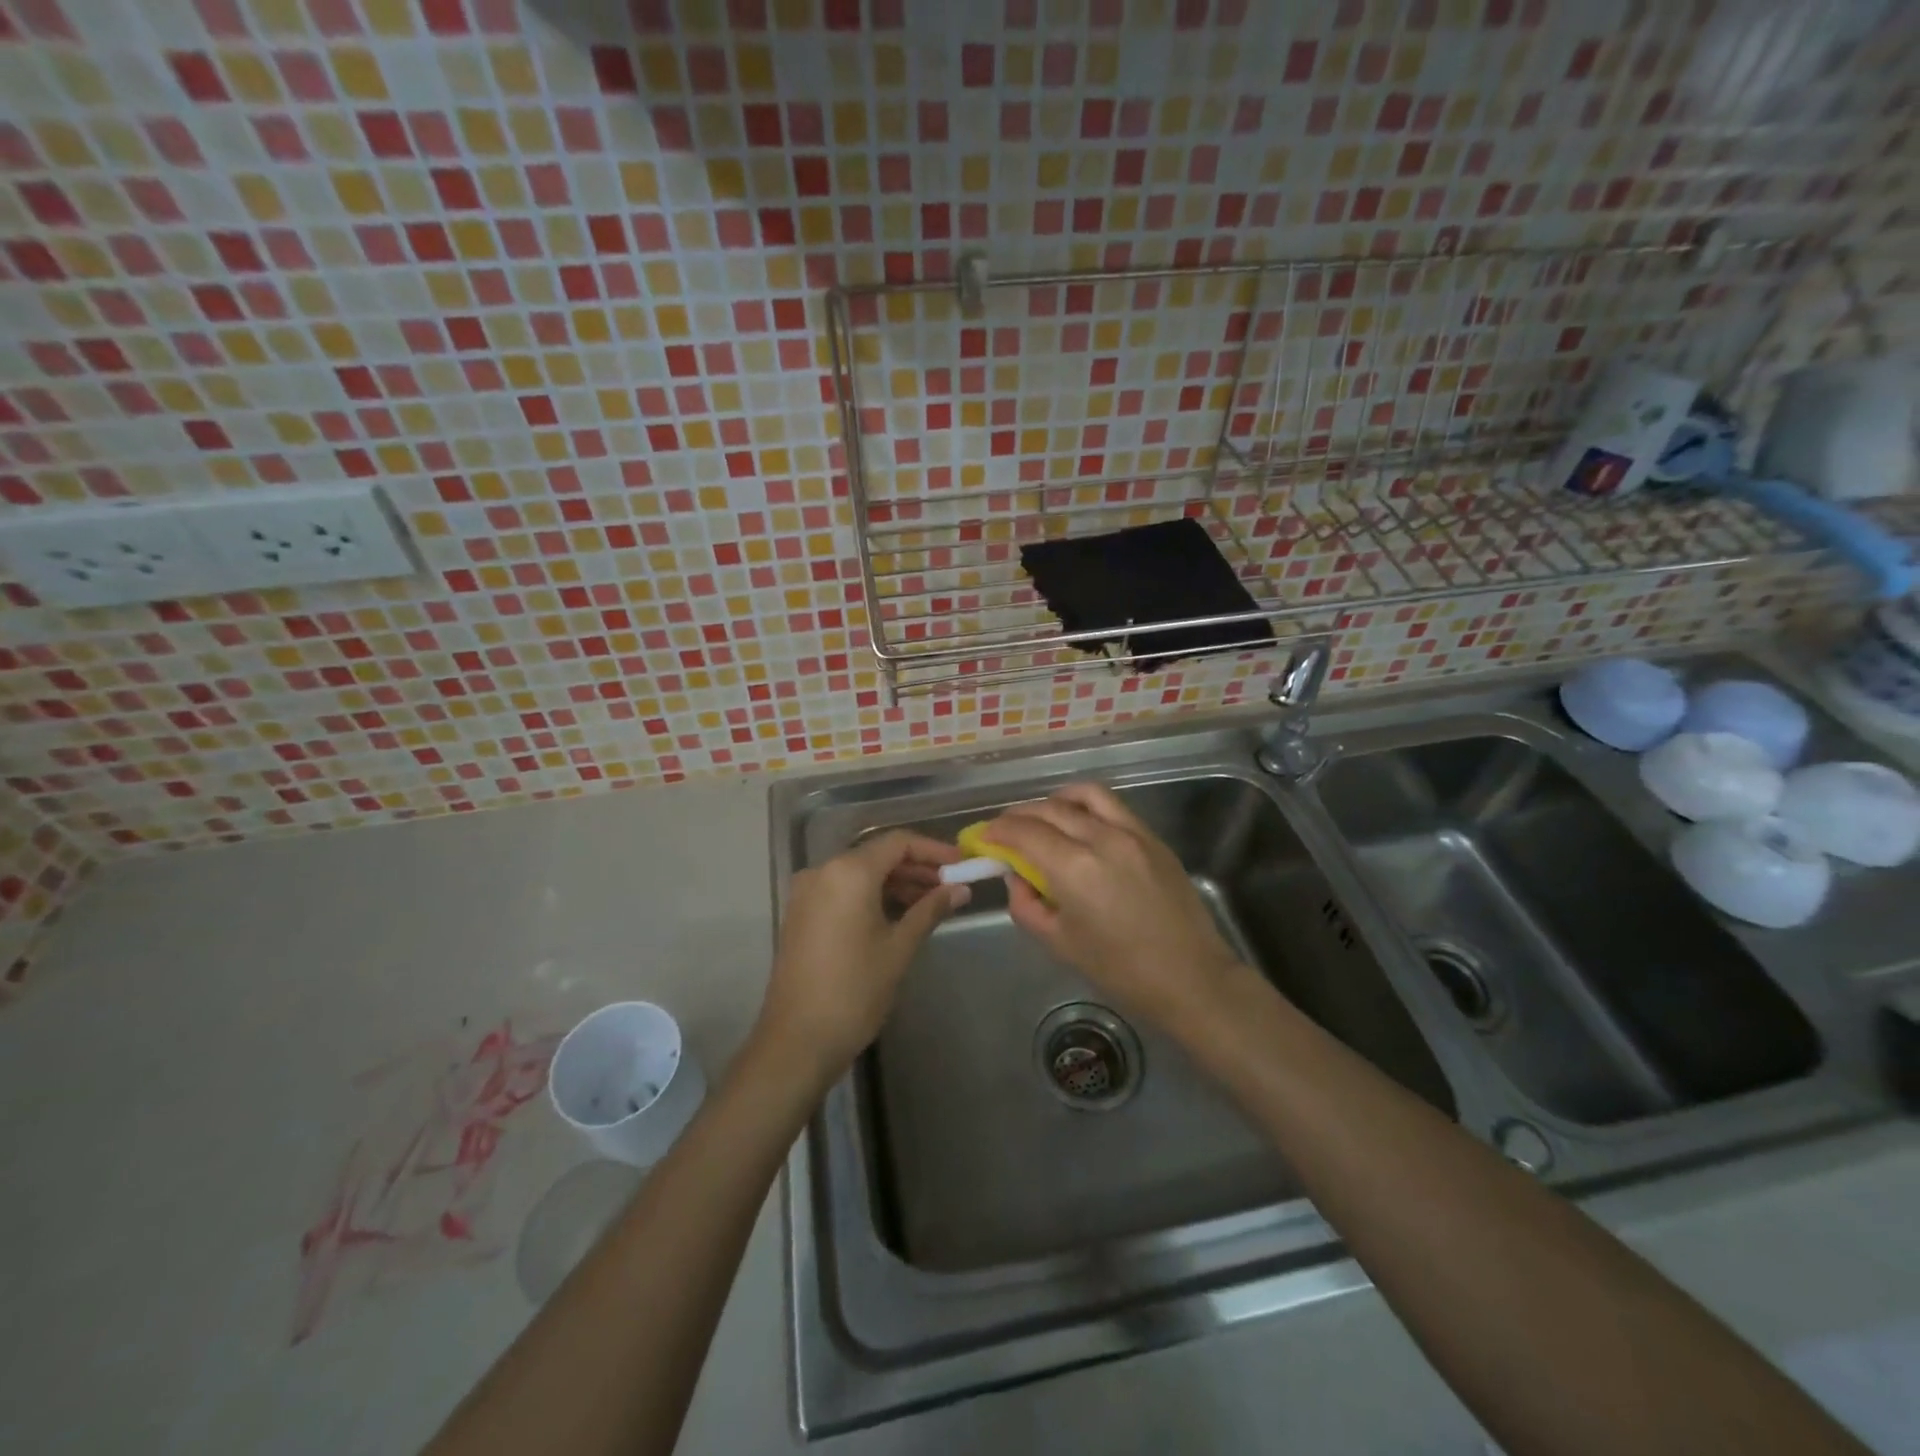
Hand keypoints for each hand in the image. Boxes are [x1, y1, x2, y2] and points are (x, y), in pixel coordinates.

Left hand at [758, 831, 966, 1072]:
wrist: (797, 1041)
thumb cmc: (855, 990)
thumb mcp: (899, 948)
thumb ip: (930, 909)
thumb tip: (961, 889)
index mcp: (849, 872)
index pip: (898, 842)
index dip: (933, 850)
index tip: (962, 865)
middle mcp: (823, 871)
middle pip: (877, 854)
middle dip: (916, 867)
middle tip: (950, 886)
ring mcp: (807, 892)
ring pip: (860, 873)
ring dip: (895, 882)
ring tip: (930, 902)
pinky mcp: (801, 913)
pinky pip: (842, 889)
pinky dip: (871, 894)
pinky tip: (897, 914)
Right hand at [983, 784, 1250, 1028]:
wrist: (1191, 978)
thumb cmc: (1120, 970)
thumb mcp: (1059, 942)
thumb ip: (1026, 904)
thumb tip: (1016, 876)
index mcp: (1074, 868)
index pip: (1023, 832)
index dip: (996, 831)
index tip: (982, 837)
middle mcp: (1101, 838)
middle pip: (1049, 809)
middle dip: (1018, 816)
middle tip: (1004, 831)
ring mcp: (1132, 833)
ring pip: (1083, 795)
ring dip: (1054, 801)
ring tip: (1043, 819)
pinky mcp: (1152, 837)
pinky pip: (1112, 806)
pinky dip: (1086, 806)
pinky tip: (1079, 824)